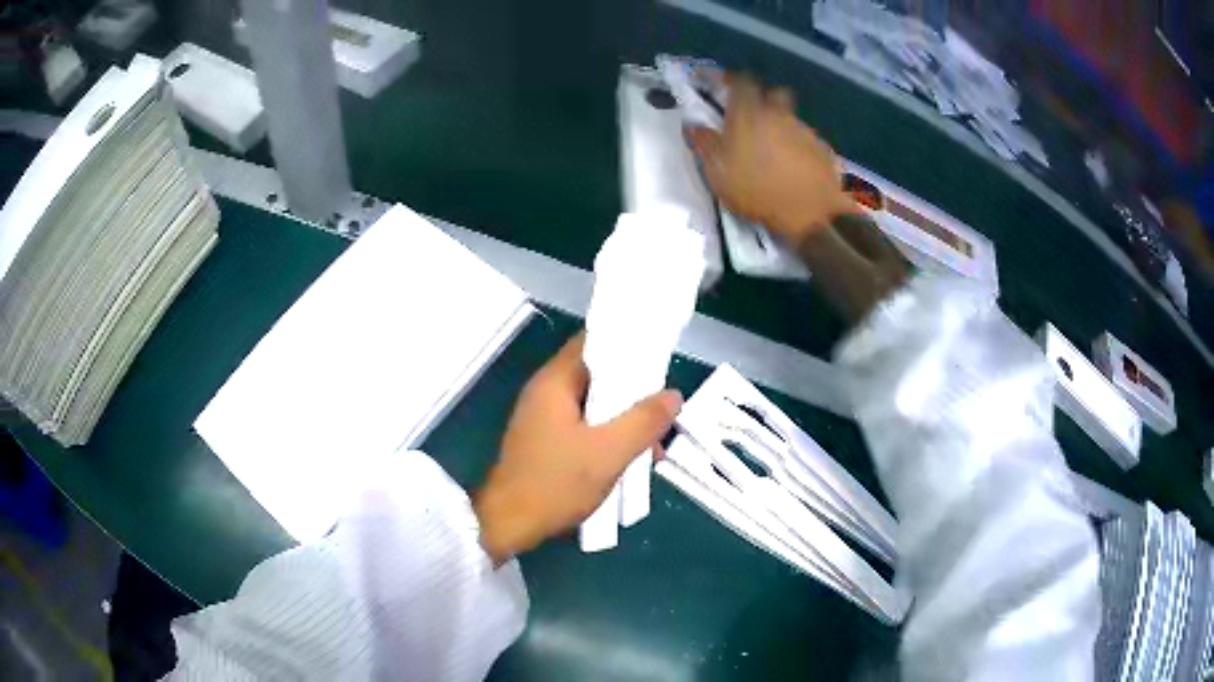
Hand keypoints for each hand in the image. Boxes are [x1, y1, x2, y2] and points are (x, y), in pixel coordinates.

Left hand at [474, 332, 681, 563]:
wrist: (508, 524)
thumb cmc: (555, 483)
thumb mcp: (609, 452)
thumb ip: (644, 421)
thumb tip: (673, 395)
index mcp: (555, 381)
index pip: (594, 341)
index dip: (628, 343)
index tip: (659, 355)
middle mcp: (546, 392)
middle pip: (597, 374)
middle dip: (633, 389)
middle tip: (663, 406)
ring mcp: (542, 418)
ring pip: (593, 404)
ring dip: (623, 417)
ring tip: (653, 442)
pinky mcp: (544, 441)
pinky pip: (583, 425)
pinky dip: (607, 434)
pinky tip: (629, 457)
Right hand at [687, 74, 857, 246]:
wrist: (811, 214)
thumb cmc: (758, 191)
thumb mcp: (718, 173)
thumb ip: (704, 145)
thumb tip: (693, 126)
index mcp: (749, 114)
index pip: (739, 81)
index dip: (728, 79)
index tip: (719, 84)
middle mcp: (779, 114)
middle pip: (773, 93)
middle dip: (763, 98)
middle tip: (752, 115)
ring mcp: (804, 130)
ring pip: (790, 117)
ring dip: (781, 125)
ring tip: (773, 149)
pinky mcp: (822, 149)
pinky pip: (806, 139)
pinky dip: (798, 146)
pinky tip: (794, 166)